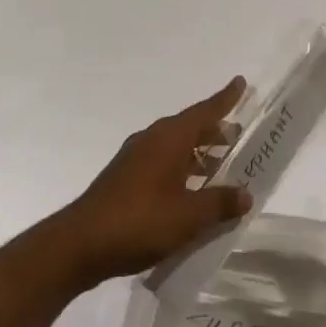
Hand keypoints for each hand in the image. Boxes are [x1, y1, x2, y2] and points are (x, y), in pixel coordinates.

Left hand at [52, 77, 251, 286]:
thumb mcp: (188, 217)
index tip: (242, 82)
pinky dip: (182, 169)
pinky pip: (163, 162)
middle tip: (240, 136)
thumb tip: (246, 194)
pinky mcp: (125, 178)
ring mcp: (135, 158)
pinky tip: (191, 191)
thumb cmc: (140, 222)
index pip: (205, 111)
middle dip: (216, 131)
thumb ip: (220, 203)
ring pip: (176, 147)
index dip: (226, 98)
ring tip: (222, 166)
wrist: (79, 244)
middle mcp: (152, 139)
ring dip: (199, 153)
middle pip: (191, 128)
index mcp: (170, 138)